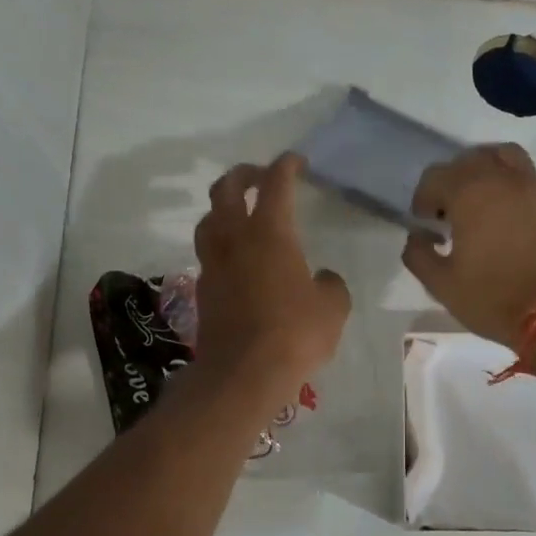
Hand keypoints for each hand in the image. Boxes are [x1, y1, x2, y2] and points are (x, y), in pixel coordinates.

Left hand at [192, 153, 351, 397]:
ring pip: (209, 220)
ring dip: (222, 208)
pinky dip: (220, 244)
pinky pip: (208, 254)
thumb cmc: (294, 334)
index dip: (286, 166)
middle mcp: (235, 240)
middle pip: (227, 190)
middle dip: (243, 175)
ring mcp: (214, 265)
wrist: (242, 374)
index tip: (296, 161)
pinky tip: (236, 259)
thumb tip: (322, 279)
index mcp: (270, 234)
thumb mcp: (332, 308)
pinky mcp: (203, 290)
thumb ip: (330, 285)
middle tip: (259, 176)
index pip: (276, 185)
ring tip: (239, 213)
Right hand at [402, 144, 535, 346]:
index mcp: (469, 194)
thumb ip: (419, 255)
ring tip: (482, 198)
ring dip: (488, 170)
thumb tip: (418, 237)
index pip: (435, 177)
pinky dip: (521, 187)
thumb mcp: (441, 284)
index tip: (424, 224)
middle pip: (470, 160)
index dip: (423, 199)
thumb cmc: (492, 298)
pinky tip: (516, 211)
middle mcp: (503, 180)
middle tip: (449, 212)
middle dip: (453, 181)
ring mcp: (535, 188)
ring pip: (506, 157)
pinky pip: (535, 181)